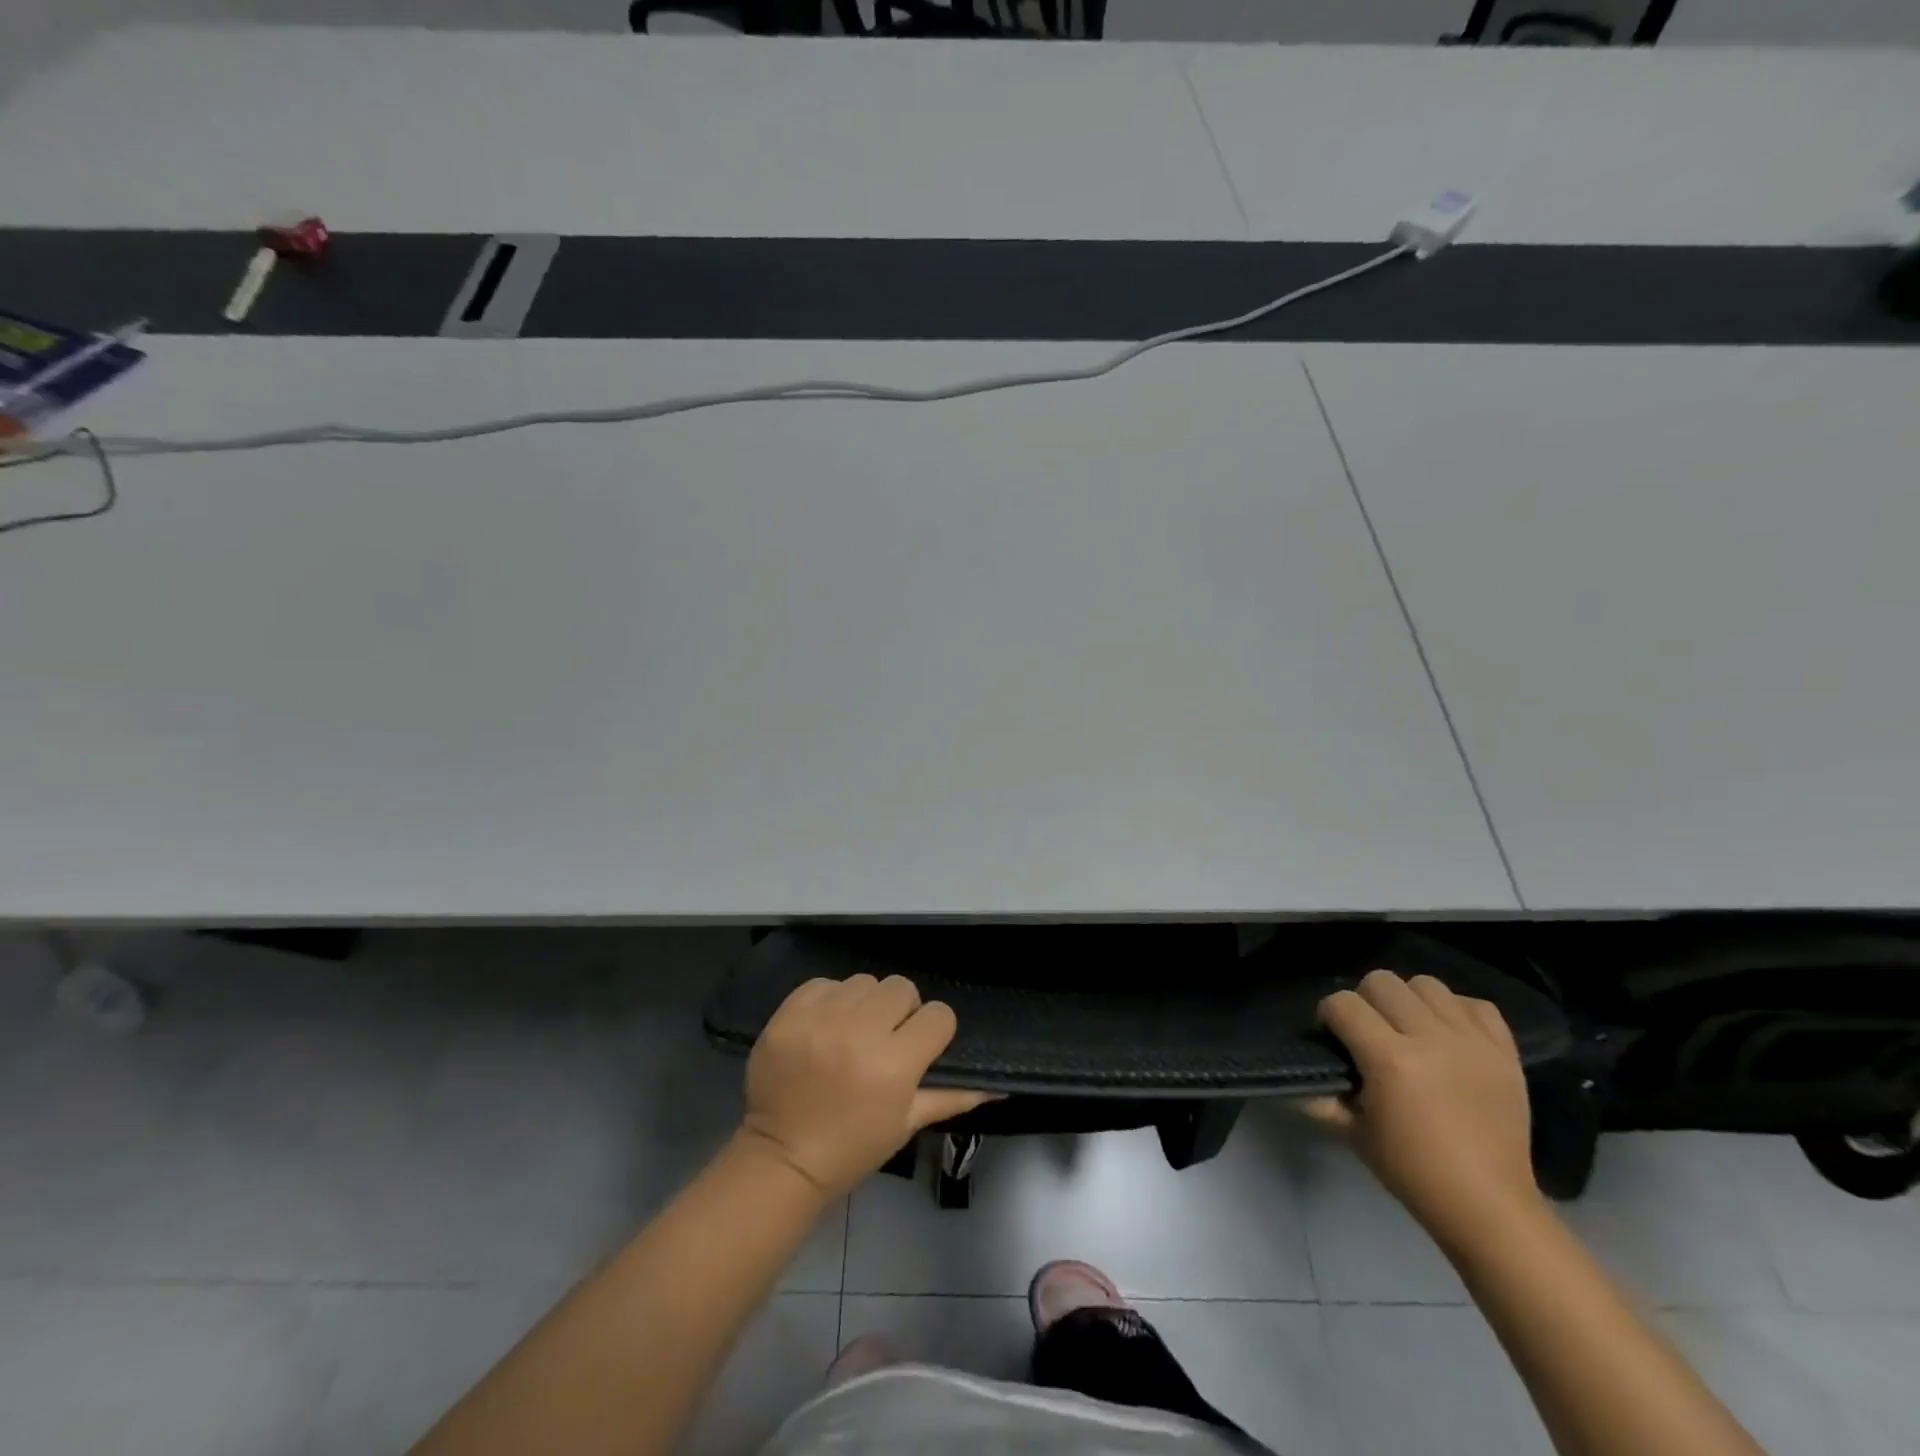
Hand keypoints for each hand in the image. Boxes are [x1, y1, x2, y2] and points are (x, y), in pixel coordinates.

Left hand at [737, 974, 996, 1196]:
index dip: (934, 1031)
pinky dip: (830, 1000)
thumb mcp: (906, 1124)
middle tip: (885, 1039)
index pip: (938, 1015)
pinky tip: (825, 1027)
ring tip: (853, 1032)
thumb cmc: (851, 1148)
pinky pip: (825, 983)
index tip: (921, 1047)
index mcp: (894, 1064)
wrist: (781, 1159)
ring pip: (864, 981)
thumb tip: (996, 1084)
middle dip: (901, 1011)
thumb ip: (952, 1096)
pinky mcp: (789, 1012)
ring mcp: (821, 1018)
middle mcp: (860, 1031)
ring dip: (865, 1003)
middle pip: (901, 987)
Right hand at [1306, 970, 1538, 1245]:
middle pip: (1382, 981)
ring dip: (1410, 1001)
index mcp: (1391, 1060)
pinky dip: (1457, 1012)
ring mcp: (1473, 1042)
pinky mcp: (1505, 1052)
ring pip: (1427, 985)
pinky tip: (1449, 1036)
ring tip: (1411, 1030)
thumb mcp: (1352, 1133)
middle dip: (1366, 1001)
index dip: (1329, 1016)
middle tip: (1370, 1032)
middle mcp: (1431, 1039)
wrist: (1489, 1206)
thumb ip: (1321, 1097)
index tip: (1333, 1037)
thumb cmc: (1412, 1171)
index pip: (1343, 1004)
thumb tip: (1299, 1077)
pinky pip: (1476, 1005)